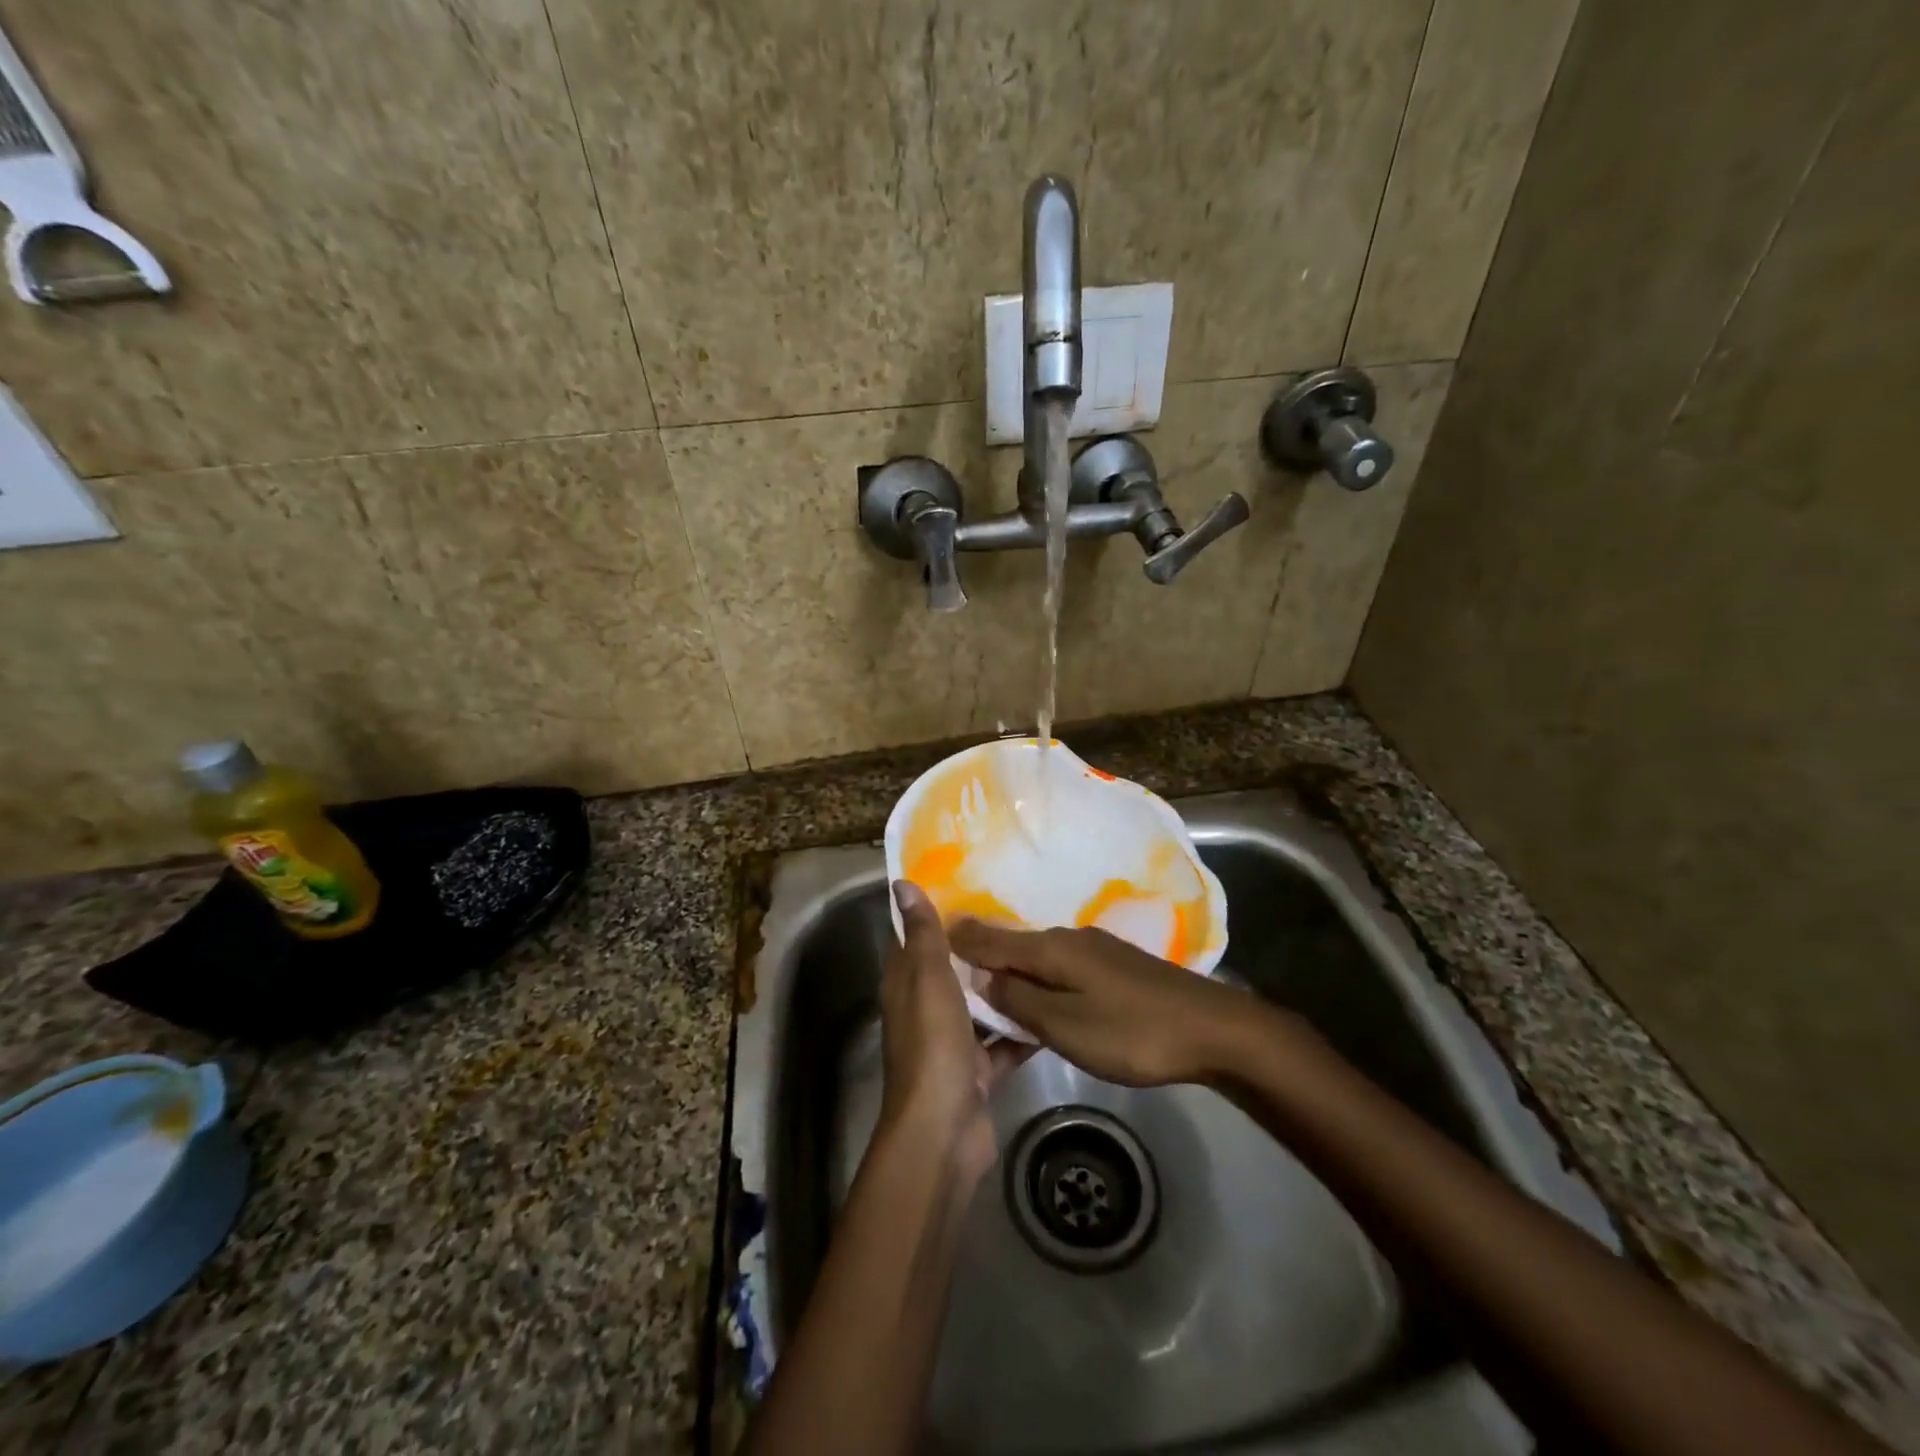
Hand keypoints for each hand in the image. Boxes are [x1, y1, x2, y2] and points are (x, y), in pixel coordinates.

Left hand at [880, 882, 1026, 1183]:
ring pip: (982, 1005)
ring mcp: (953, 1043)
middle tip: (1022, 915)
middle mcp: (926, 1010)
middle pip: (954, 970)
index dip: (939, 913)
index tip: (973, 886)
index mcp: (906, 985)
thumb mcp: (927, 978)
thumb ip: (922, 933)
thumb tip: (901, 883)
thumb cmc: (932, 1044)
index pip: (917, 938)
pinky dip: (1024, 1028)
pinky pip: (1005, 1041)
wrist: (944, 1130)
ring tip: (1043, 952)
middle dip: (981, 948)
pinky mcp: (980, 1070)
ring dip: (1006, 986)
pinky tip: (1056, 1005)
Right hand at [951, 920, 1270, 1086]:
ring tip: (985, 987)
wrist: (1213, 1029)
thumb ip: (1020, 1002)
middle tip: (948, 969)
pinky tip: (1037, 994)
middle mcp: (1069, 938)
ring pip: (1038, 956)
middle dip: (981, 955)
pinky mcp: (1114, 967)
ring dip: (1011, 969)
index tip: (927, 935)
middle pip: (1014, 944)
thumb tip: (980, 980)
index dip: (959, 939)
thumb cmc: (1133, 1032)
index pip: (991, 938)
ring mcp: (1095, 950)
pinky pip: (1061, 966)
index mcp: (1052, 948)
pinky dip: (1039, 976)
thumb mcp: (1067, 1026)